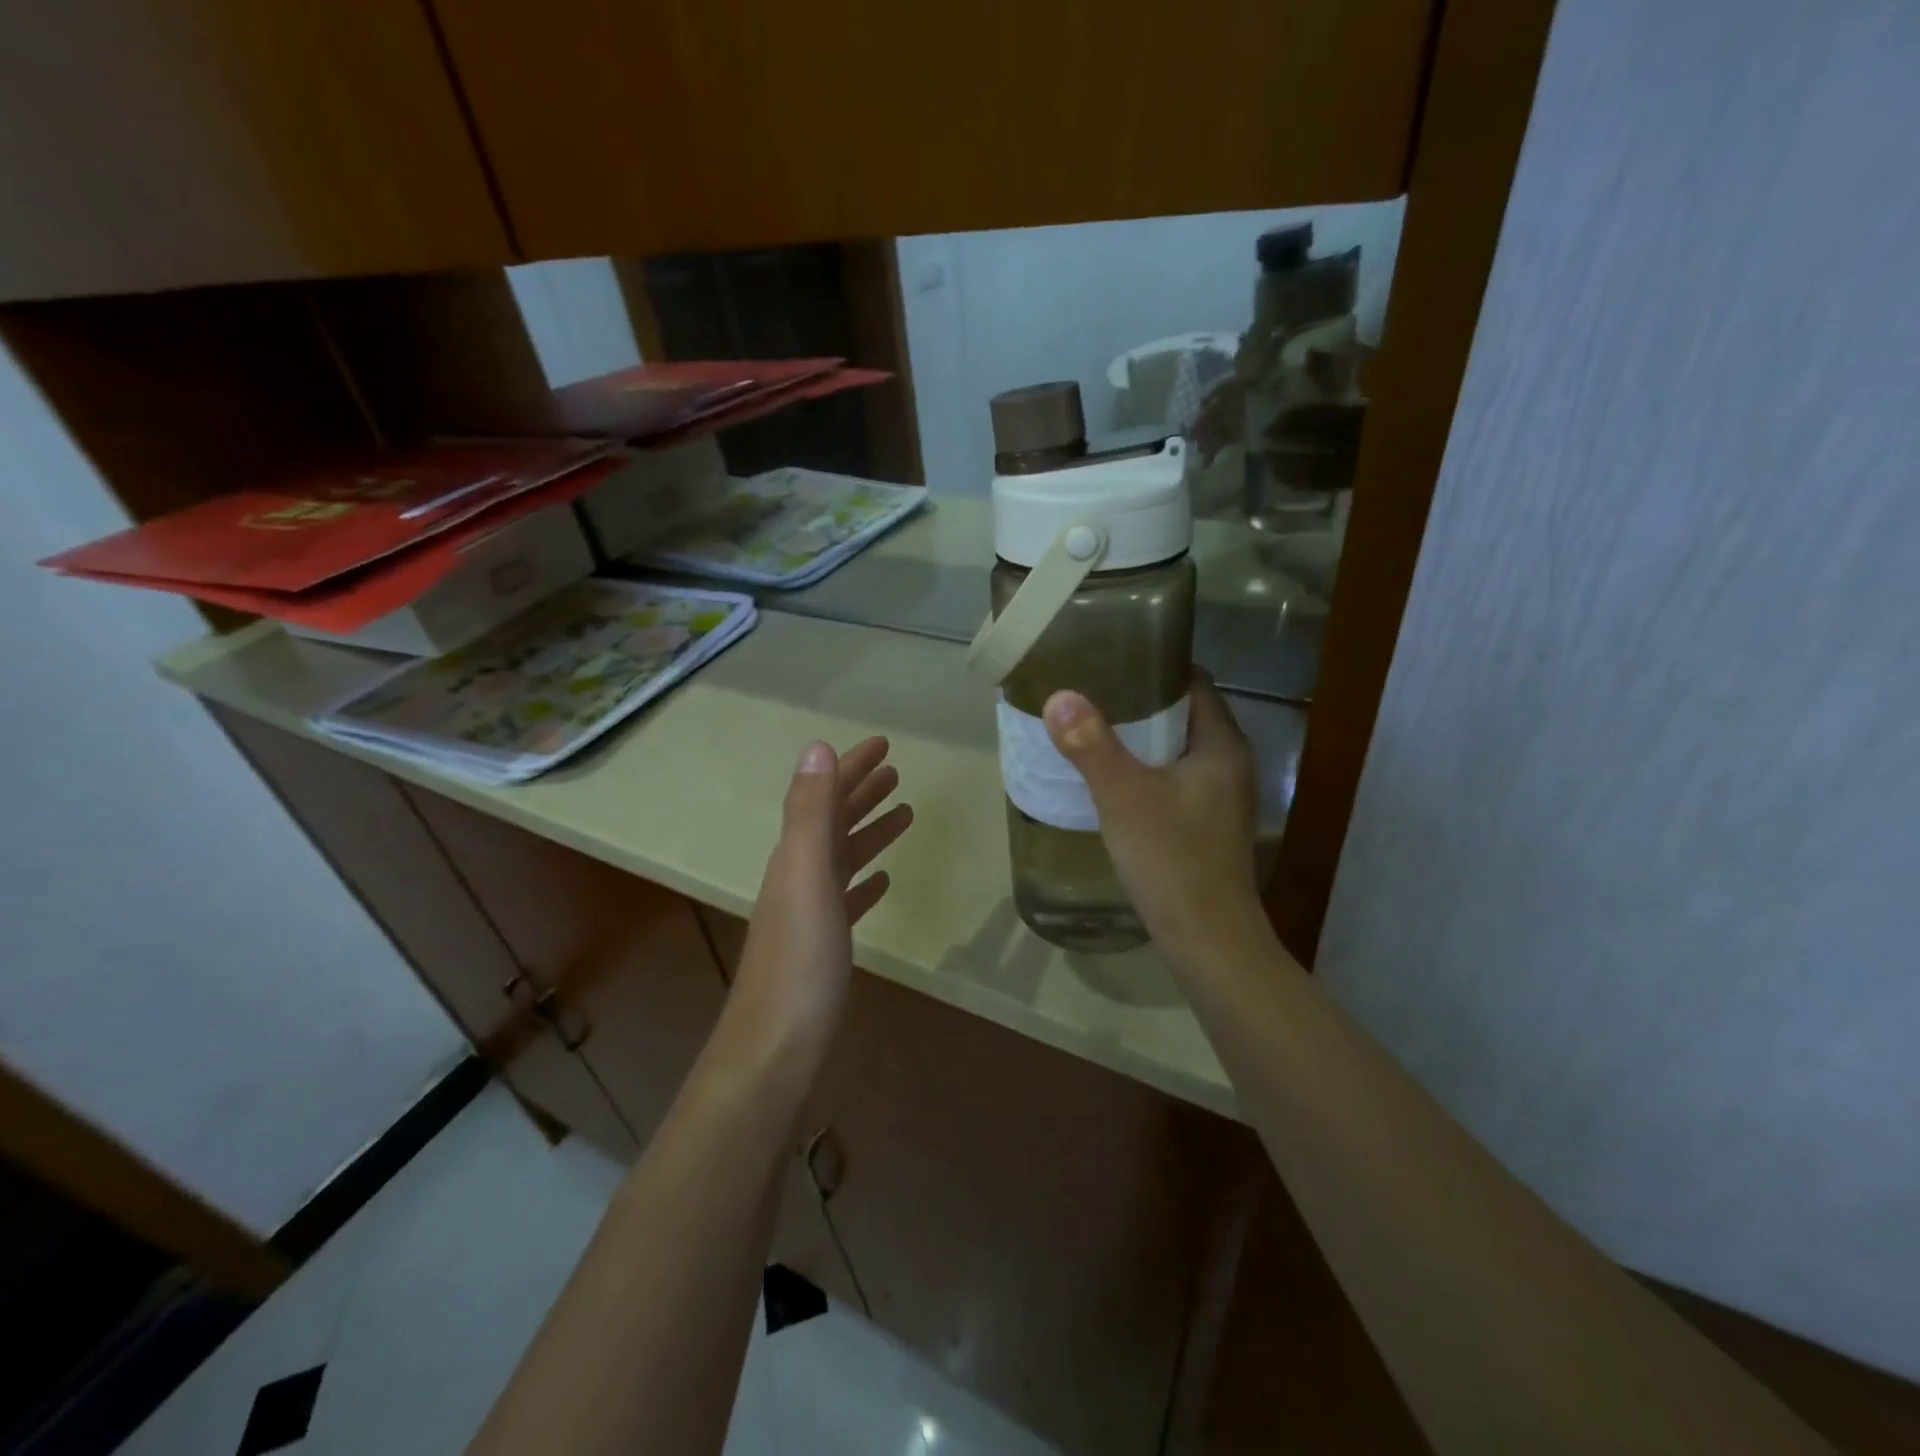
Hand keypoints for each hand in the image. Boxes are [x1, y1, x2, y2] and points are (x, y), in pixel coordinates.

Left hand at [726, 737, 912, 1071]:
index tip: (884, 745)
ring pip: (844, 857)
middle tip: (896, 772)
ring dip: (869, 831)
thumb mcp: (806, 874)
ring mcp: (810, 912)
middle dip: (862, 792)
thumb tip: (817, 746)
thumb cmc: (799, 960)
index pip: (826, 796)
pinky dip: (865, 880)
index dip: (852, 767)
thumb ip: (810, 811)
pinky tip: (883, 881)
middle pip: (834, 822)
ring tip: (904, 814)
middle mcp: (799, 875)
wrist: (775, 1046)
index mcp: (795, 854)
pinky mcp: (823, 945)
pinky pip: (848, 898)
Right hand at [1042, 674, 1265, 962]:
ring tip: (1094, 729)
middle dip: (1141, 703)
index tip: (1114, 659)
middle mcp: (1229, 765)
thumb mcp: (1124, 795)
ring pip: (1177, 751)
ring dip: (1142, 739)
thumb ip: (1091, 744)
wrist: (1206, 939)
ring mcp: (1220, 799)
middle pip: (1184, 716)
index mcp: (1222, 745)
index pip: (1195, 684)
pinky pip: (1174, 781)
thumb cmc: (1172, 858)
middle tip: (1093, 692)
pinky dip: (1146, 771)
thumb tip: (1059, 695)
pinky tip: (1113, 779)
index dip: (1157, 667)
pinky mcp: (1206, 826)